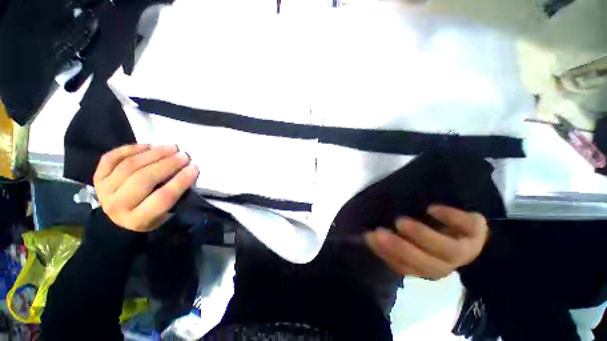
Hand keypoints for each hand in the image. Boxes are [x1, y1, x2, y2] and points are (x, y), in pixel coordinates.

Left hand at [93, 144, 198, 231]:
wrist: (120, 215)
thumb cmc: (151, 214)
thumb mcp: (166, 212)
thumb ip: (176, 194)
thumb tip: (187, 171)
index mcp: (139, 219)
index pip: (163, 197)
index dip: (181, 181)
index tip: (194, 167)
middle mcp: (118, 206)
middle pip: (144, 179)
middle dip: (168, 164)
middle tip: (184, 155)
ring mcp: (104, 191)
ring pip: (129, 166)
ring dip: (153, 153)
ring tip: (172, 147)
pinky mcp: (97, 178)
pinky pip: (111, 158)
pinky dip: (130, 149)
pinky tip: (148, 146)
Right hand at [364, 205, 487, 278]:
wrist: (462, 228)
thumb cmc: (427, 231)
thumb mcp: (406, 238)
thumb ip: (390, 238)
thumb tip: (366, 234)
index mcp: (425, 266)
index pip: (405, 266)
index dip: (386, 253)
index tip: (369, 236)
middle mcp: (445, 263)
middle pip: (427, 265)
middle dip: (401, 249)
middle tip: (380, 232)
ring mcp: (465, 249)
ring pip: (449, 251)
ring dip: (422, 237)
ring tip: (401, 222)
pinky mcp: (476, 231)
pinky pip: (467, 226)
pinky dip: (450, 218)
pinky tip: (431, 209)